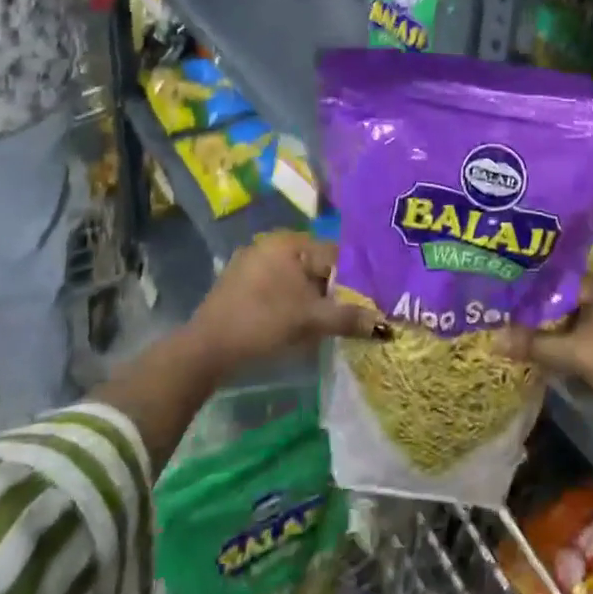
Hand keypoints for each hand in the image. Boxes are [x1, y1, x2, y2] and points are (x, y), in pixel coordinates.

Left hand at [183, 231, 388, 378]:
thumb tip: (387, 327)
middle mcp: (271, 245)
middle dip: (334, 291)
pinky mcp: (242, 286)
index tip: (368, 302)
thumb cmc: (261, 323)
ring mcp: (253, 264)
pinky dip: (294, 303)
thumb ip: (349, 318)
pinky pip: (280, 289)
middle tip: (351, 315)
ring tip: (328, 323)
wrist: (205, 350)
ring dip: (314, 300)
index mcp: (289, 243)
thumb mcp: (310, 320)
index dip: (354, 279)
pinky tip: (300, 325)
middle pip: (317, 267)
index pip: (335, 254)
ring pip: (299, 280)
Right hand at [495, 274, 592, 419]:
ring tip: (546, 350)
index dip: (537, 298)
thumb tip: (494, 339)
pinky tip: (576, 363)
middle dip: (553, 319)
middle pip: (576, 302)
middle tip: (526, 332)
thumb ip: (534, 344)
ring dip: (571, 335)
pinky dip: (589, 345)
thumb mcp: (572, 354)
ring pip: (591, 320)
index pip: (562, 283)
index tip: (515, 313)